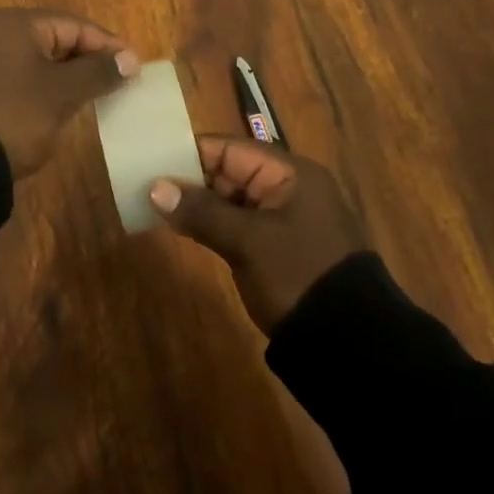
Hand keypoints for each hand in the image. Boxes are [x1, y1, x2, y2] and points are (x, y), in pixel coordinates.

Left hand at [0, 9, 138, 178]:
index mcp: (16, 24)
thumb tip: (131, 60)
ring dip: (70, 74)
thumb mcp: (62, 93)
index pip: (73, 25)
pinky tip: (66, 103)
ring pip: (40, 59)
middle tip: (121, 79)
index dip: (107, 44)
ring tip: (101, 92)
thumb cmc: (16, 115)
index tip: (135, 66)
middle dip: (89, 58)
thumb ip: (98, 72)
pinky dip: (47, 86)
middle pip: (56, 38)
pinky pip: (24, 76)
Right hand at [148, 138, 365, 332]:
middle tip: (144, 185)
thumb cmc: (299, 276)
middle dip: (188, 179)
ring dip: (196, 203)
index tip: (149, 160)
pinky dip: (210, 224)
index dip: (189, 153)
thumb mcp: (248, 242)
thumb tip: (155, 187)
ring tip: (152, 204)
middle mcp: (286, 188)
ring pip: (229, 199)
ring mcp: (282, 219)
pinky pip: (236, 224)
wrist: (350, 345)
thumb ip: (202, 211)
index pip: (230, 149)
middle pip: (228, 171)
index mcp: (289, 173)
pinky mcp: (275, 247)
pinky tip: (179, 227)